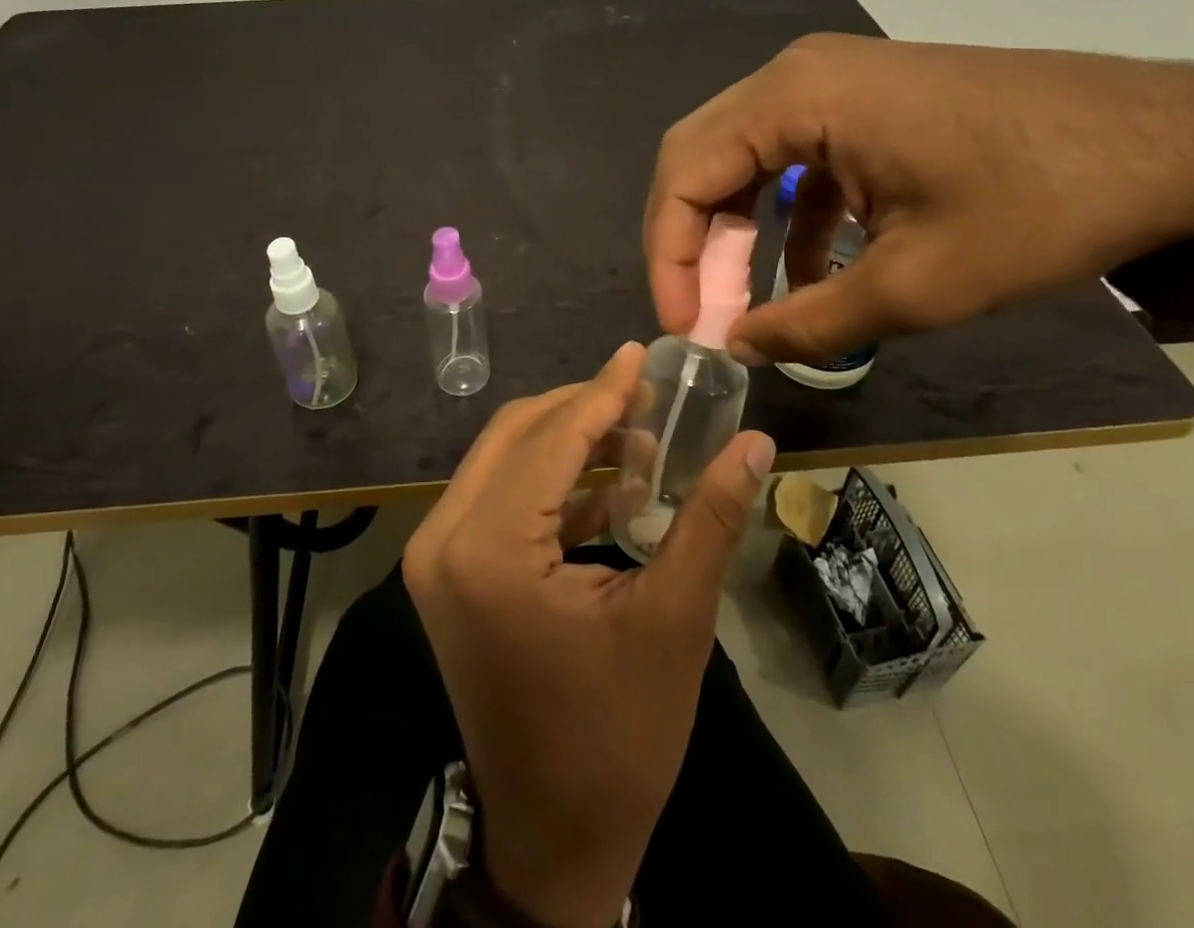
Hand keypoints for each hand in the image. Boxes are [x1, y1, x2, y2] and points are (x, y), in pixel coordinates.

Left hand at [403, 343, 774, 927]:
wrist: (553, 839)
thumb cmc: (616, 738)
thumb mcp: (673, 621)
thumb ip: (710, 517)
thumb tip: (756, 442)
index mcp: (488, 549)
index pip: (550, 437)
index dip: (603, 390)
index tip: (642, 353)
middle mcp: (445, 538)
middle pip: (518, 434)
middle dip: (585, 408)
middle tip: (650, 398)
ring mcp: (437, 557)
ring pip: (504, 459)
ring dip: (570, 441)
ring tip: (641, 437)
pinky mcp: (448, 574)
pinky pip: (499, 496)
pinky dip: (551, 481)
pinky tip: (611, 487)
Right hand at [646, 34, 1193, 362]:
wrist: (1175, 143)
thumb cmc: (1042, 206)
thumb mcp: (918, 286)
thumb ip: (810, 324)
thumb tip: (737, 349)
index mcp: (797, 97)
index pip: (686, 174)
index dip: (670, 258)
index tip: (686, 329)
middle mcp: (796, 73)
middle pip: (701, 159)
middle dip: (692, 245)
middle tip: (706, 316)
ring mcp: (830, 81)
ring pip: (740, 159)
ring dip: (734, 233)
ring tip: (746, 304)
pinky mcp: (862, 102)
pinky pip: (790, 159)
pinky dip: (783, 218)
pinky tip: (807, 273)